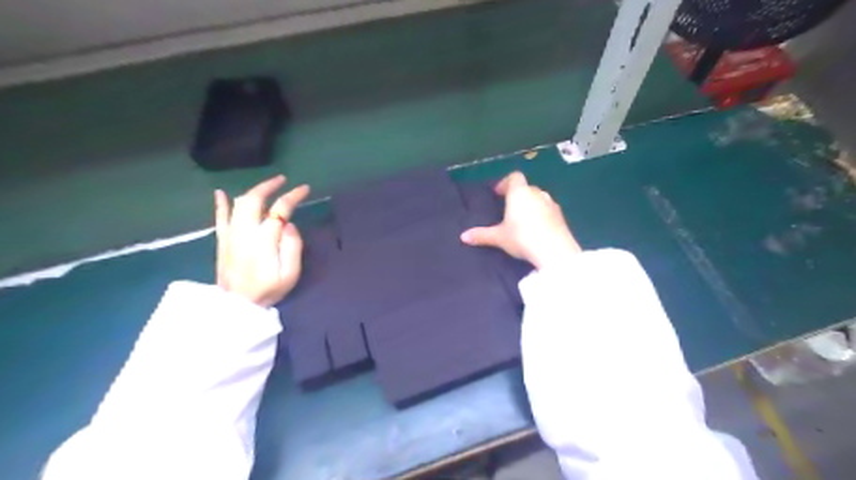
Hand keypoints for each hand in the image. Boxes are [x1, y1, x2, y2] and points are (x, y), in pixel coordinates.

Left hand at [214, 175, 311, 304]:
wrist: (237, 307)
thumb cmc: (268, 291)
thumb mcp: (290, 274)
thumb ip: (292, 247)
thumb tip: (289, 226)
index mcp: (263, 240)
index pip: (279, 210)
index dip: (293, 196)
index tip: (305, 189)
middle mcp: (244, 232)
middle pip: (254, 200)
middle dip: (269, 186)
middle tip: (283, 181)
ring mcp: (230, 235)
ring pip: (238, 204)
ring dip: (253, 191)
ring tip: (267, 186)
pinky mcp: (222, 241)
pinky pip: (219, 217)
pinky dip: (220, 203)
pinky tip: (220, 193)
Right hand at [462, 170, 582, 269]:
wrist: (554, 250)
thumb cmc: (522, 237)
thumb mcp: (499, 237)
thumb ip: (482, 235)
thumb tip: (463, 237)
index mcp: (520, 193)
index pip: (514, 177)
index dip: (505, 183)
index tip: (498, 194)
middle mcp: (537, 193)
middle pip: (526, 187)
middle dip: (518, 195)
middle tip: (509, 208)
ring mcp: (551, 203)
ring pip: (539, 198)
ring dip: (531, 204)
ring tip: (523, 219)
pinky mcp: (561, 216)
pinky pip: (548, 209)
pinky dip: (542, 214)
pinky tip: (537, 228)